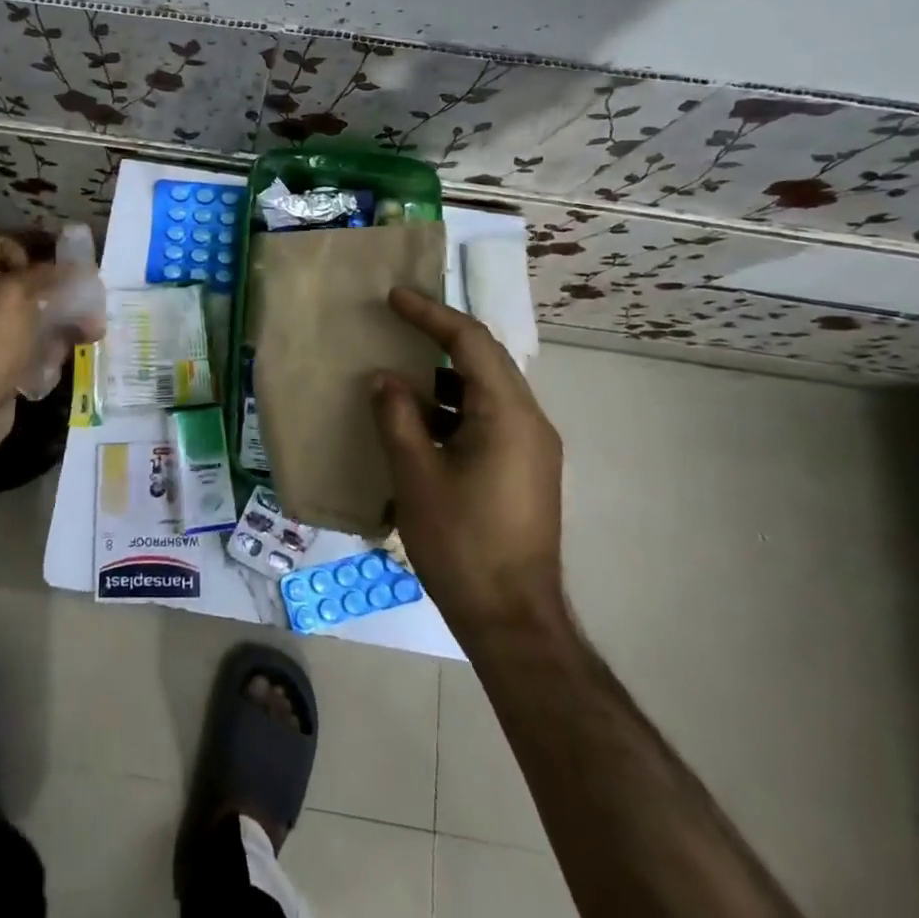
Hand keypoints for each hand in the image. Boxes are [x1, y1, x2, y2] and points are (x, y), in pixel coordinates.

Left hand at [0, 234, 65, 468]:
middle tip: (84, 287)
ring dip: (64, 317)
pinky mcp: (2, 364)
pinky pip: (33, 346)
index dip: (21, 242)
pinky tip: (77, 347)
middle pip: (18, 280)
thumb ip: (47, 274)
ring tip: (93, 325)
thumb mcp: (17, 294)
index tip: (51, 255)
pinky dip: (54, 346)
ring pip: (32, 315)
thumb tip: (76, 268)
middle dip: (54, 284)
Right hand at [371, 288, 564, 630]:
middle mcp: (530, 422)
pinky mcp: (526, 471)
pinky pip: (491, 418)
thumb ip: (396, 417)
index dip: (431, 314)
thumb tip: (385, 380)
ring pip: (488, 390)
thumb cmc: (461, 543)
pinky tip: (421, 422)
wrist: (513, 620)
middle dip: (441, 336)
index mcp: (508, 414)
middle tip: (398, 321)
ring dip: (446, 376)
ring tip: (402, 371)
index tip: (395, 297)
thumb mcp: (415, 476)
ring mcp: (533, 448)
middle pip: (485, 360)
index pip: (470, 343)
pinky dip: (455, 407)